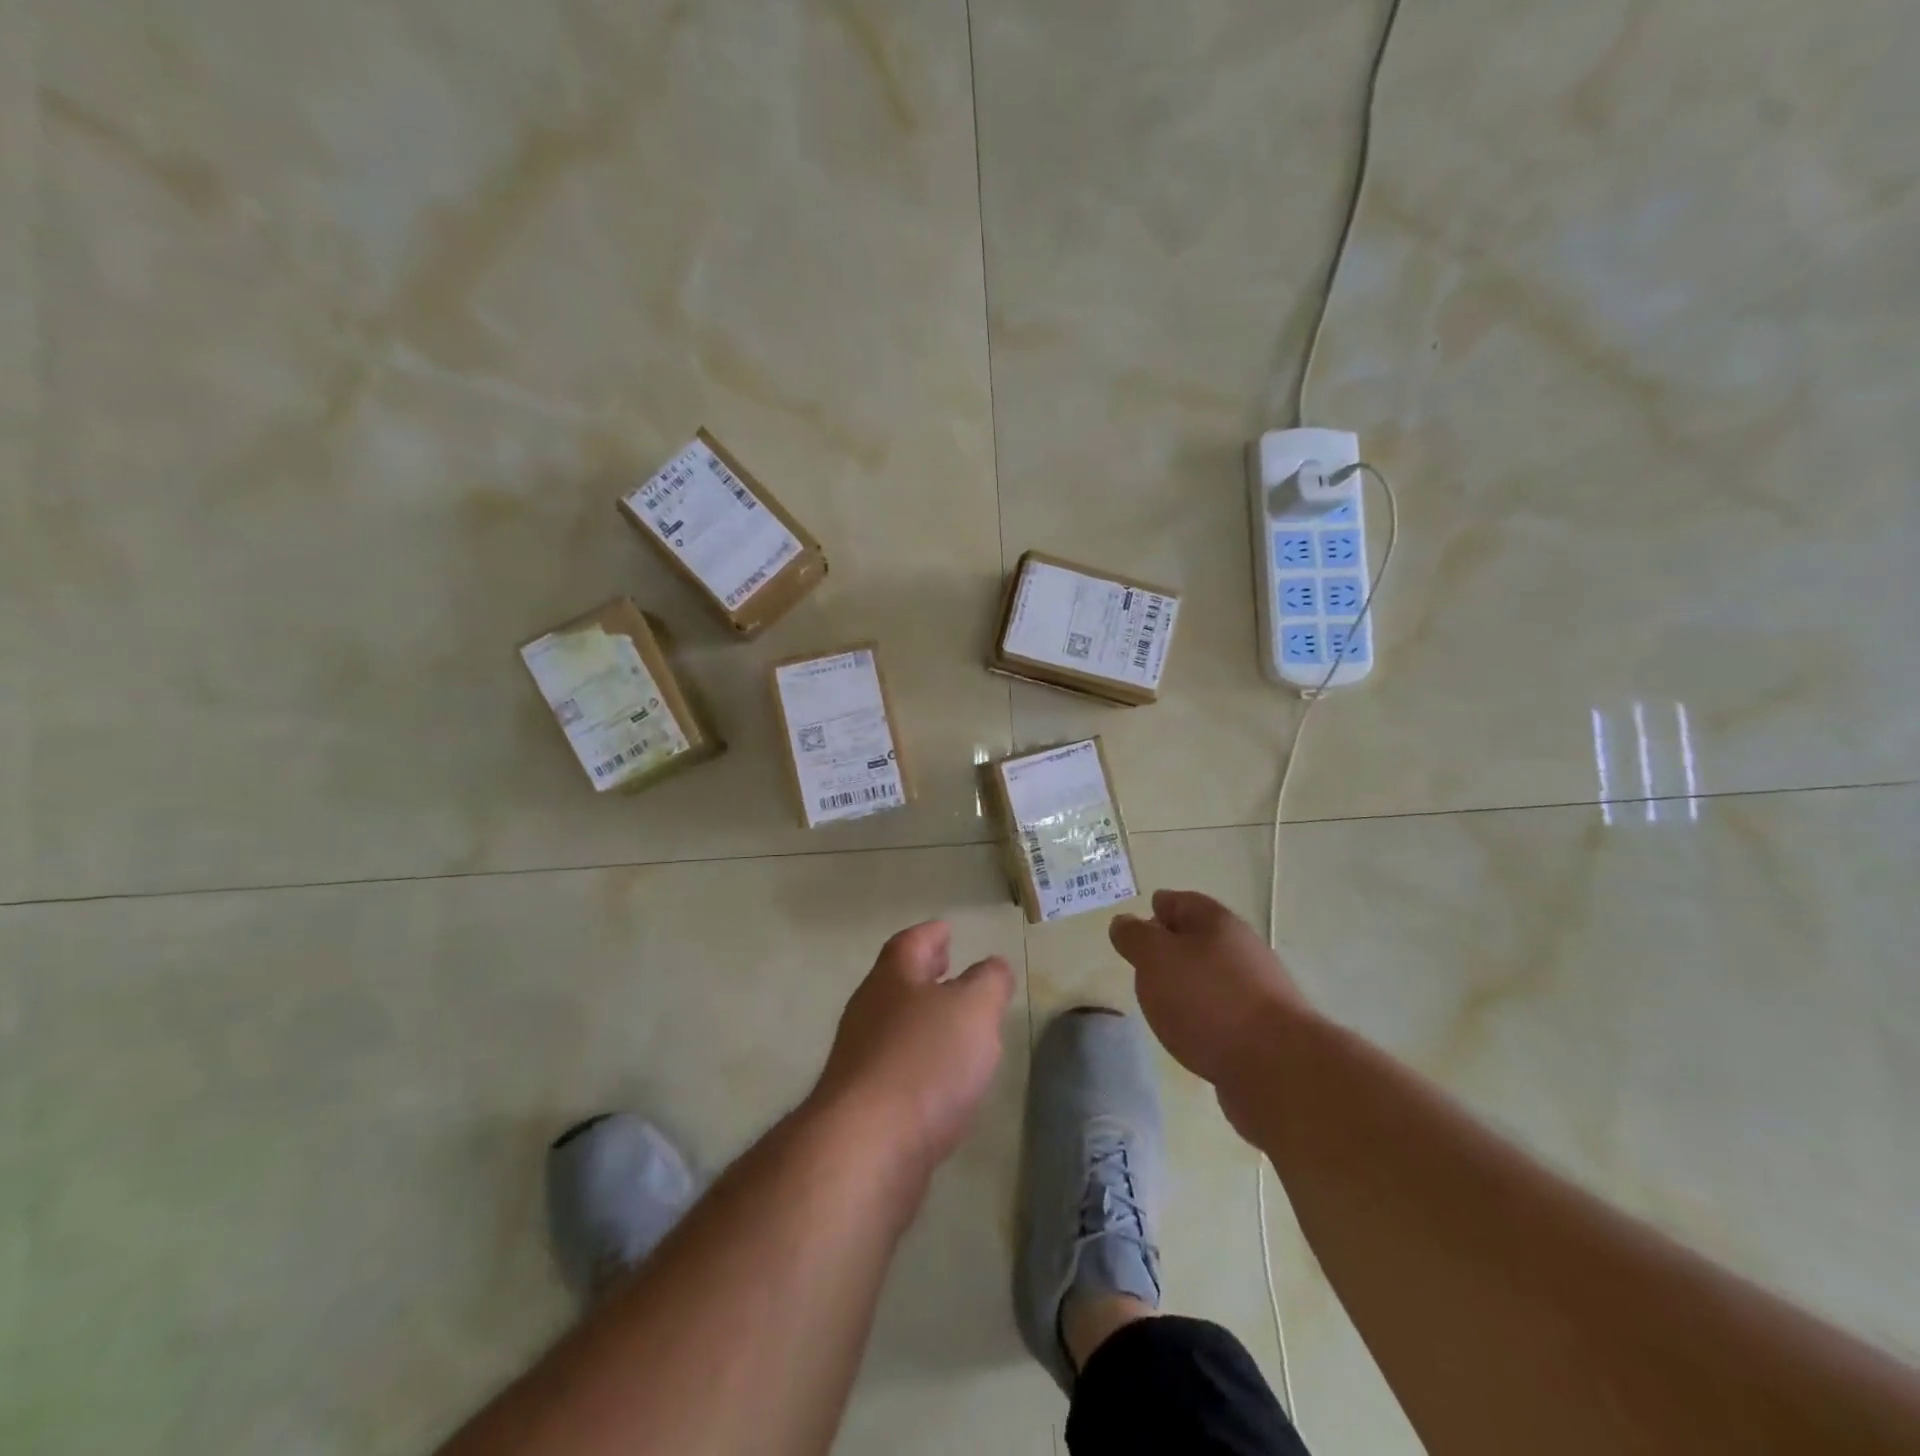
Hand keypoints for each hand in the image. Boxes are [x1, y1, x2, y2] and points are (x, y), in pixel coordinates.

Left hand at [812, 922, 1015, 1171]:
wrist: (866, 1148)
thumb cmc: (924, 1061)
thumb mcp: (974, 1009)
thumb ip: (989, 982)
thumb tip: (993, 967)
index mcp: (893, 979)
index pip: (911, 943)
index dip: (931, 934)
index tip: (947, 930)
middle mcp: (869, 1011)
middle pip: (897, 982)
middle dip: (924, 974)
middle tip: (948, 968)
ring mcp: (860, 1059)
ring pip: (895, 1025)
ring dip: (923, 1019)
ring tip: (954, 1025)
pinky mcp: (862, 1104)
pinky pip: (895, 1068)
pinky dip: (919, 1062)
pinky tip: (941, 1081)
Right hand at [1110, 890, 1313, 1096]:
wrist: (1276, 1068)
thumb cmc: (1207, 1000)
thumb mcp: (1155, 959)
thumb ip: (1135, 938)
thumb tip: (1124, 923)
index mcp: (1217, 923)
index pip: (1182, 902)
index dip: (1160, 906)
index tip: (1142, 916)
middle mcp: (1242, 949)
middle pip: (1201, 938)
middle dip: (1174, 944)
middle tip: (1145, 959)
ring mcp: (1258, 991)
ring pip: (1213, 975)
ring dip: (1189, 981)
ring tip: (1162, 997)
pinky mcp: (1263, 1030)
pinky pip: (1224, 1010)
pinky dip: (1204, 1013)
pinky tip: (1190, 1029)